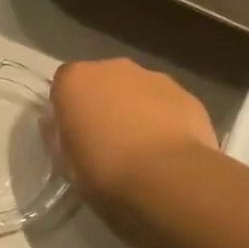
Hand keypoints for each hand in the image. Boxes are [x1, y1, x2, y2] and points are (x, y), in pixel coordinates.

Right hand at [51, 59, 216, 232]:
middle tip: (106, 142)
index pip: (63, 86)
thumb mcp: (66, 163)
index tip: (73, 136)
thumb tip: (61, 127)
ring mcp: (154, 78)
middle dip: (103, 105)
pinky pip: (167, 105)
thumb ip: (61, 137)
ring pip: (138, 90)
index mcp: (75, 81)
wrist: (168, 180)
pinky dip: (165, 121)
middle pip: (103, 82)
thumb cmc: (104, 173)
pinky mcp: (187, 95)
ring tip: (141, 150)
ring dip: (135, 110)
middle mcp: (113, 68)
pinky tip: (167, 151)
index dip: (68, 111)